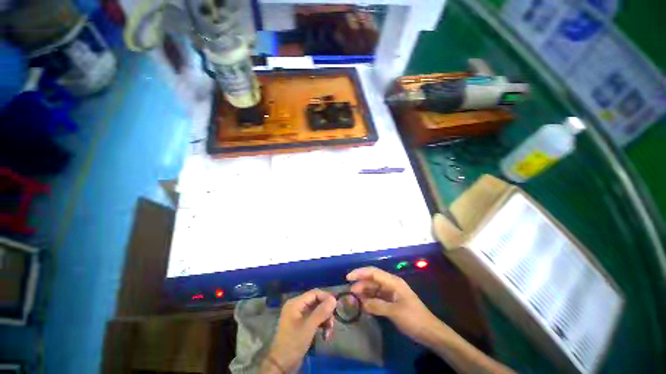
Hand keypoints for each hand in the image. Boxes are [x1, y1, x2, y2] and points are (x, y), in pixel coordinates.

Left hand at [261, 289, 336, 373]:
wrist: (281, 365)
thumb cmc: (293, 343)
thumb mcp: (309, 327)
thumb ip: (321, 312)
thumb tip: (334, 299)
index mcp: (295, 303)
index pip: (314, 293)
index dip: (326, 297)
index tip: (336, 305)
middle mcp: (297, 306)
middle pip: (316, 302)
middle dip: (326, 311)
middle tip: (333, 321)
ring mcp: (299, 316)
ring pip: (317, 311)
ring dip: (325, 319)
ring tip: (329, 330)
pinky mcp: (302, 325)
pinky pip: (314, 319)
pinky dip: (321, 325)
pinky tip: (325, 334)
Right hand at [347, 267, 438, 343]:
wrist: (430, 332)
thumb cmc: (414, 319)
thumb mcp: (395, 312)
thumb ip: (377, 305)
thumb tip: (361, 303)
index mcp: (393, 282)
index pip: (373, 272)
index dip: (360, 273)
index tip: (348, 277)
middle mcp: (391, 284)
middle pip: (372, 280)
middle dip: (361, 284)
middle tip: (350, 292)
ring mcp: (391, 293)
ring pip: (374, 289)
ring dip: (364, 292)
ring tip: (355, 299)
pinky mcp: (391, 302)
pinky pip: (377, 297)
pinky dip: (370, 300)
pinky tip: (363, 304)